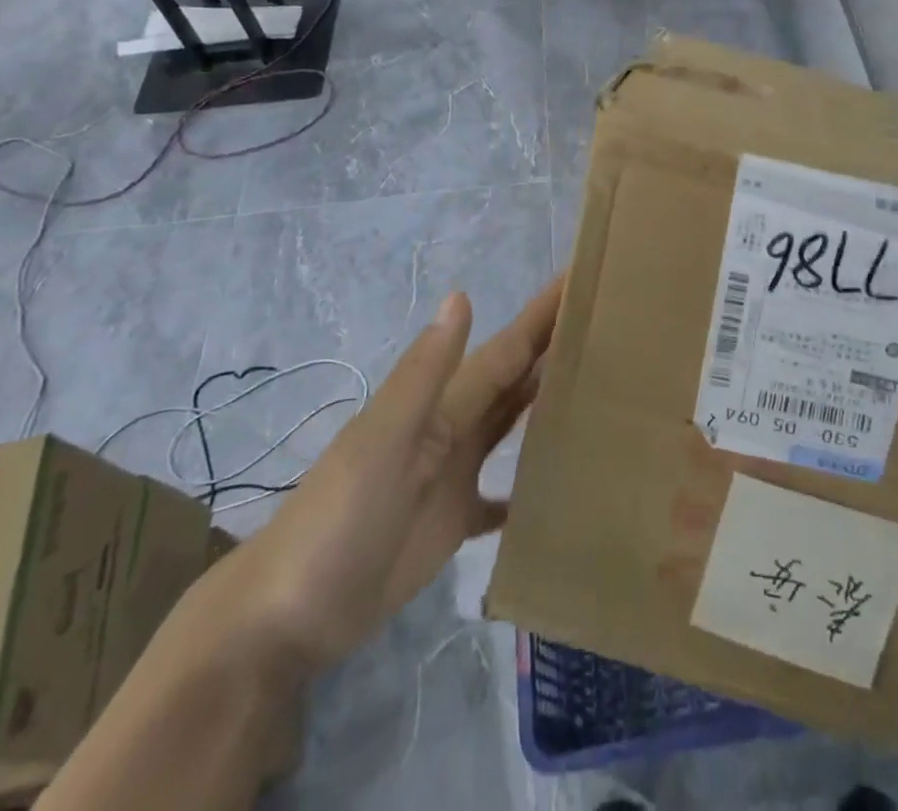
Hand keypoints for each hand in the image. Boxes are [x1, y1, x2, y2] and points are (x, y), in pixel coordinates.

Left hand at [207, 274, 561, 677]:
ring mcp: (454, 476)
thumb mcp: (383, 441)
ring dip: (548, 402)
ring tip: (601, 385)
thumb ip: (425, 373)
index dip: (544, 314)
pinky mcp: (452, 523)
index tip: (585, 280)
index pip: (507, 350)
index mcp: (443, 406)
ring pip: (511, 426)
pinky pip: (503, 495)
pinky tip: (562, 484)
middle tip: (610, 324)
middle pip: (515, 379)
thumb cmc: (338, 520)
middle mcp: (455, 430)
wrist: (287, 616)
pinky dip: (529, 483)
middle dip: (556, 347)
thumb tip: (461, 295)